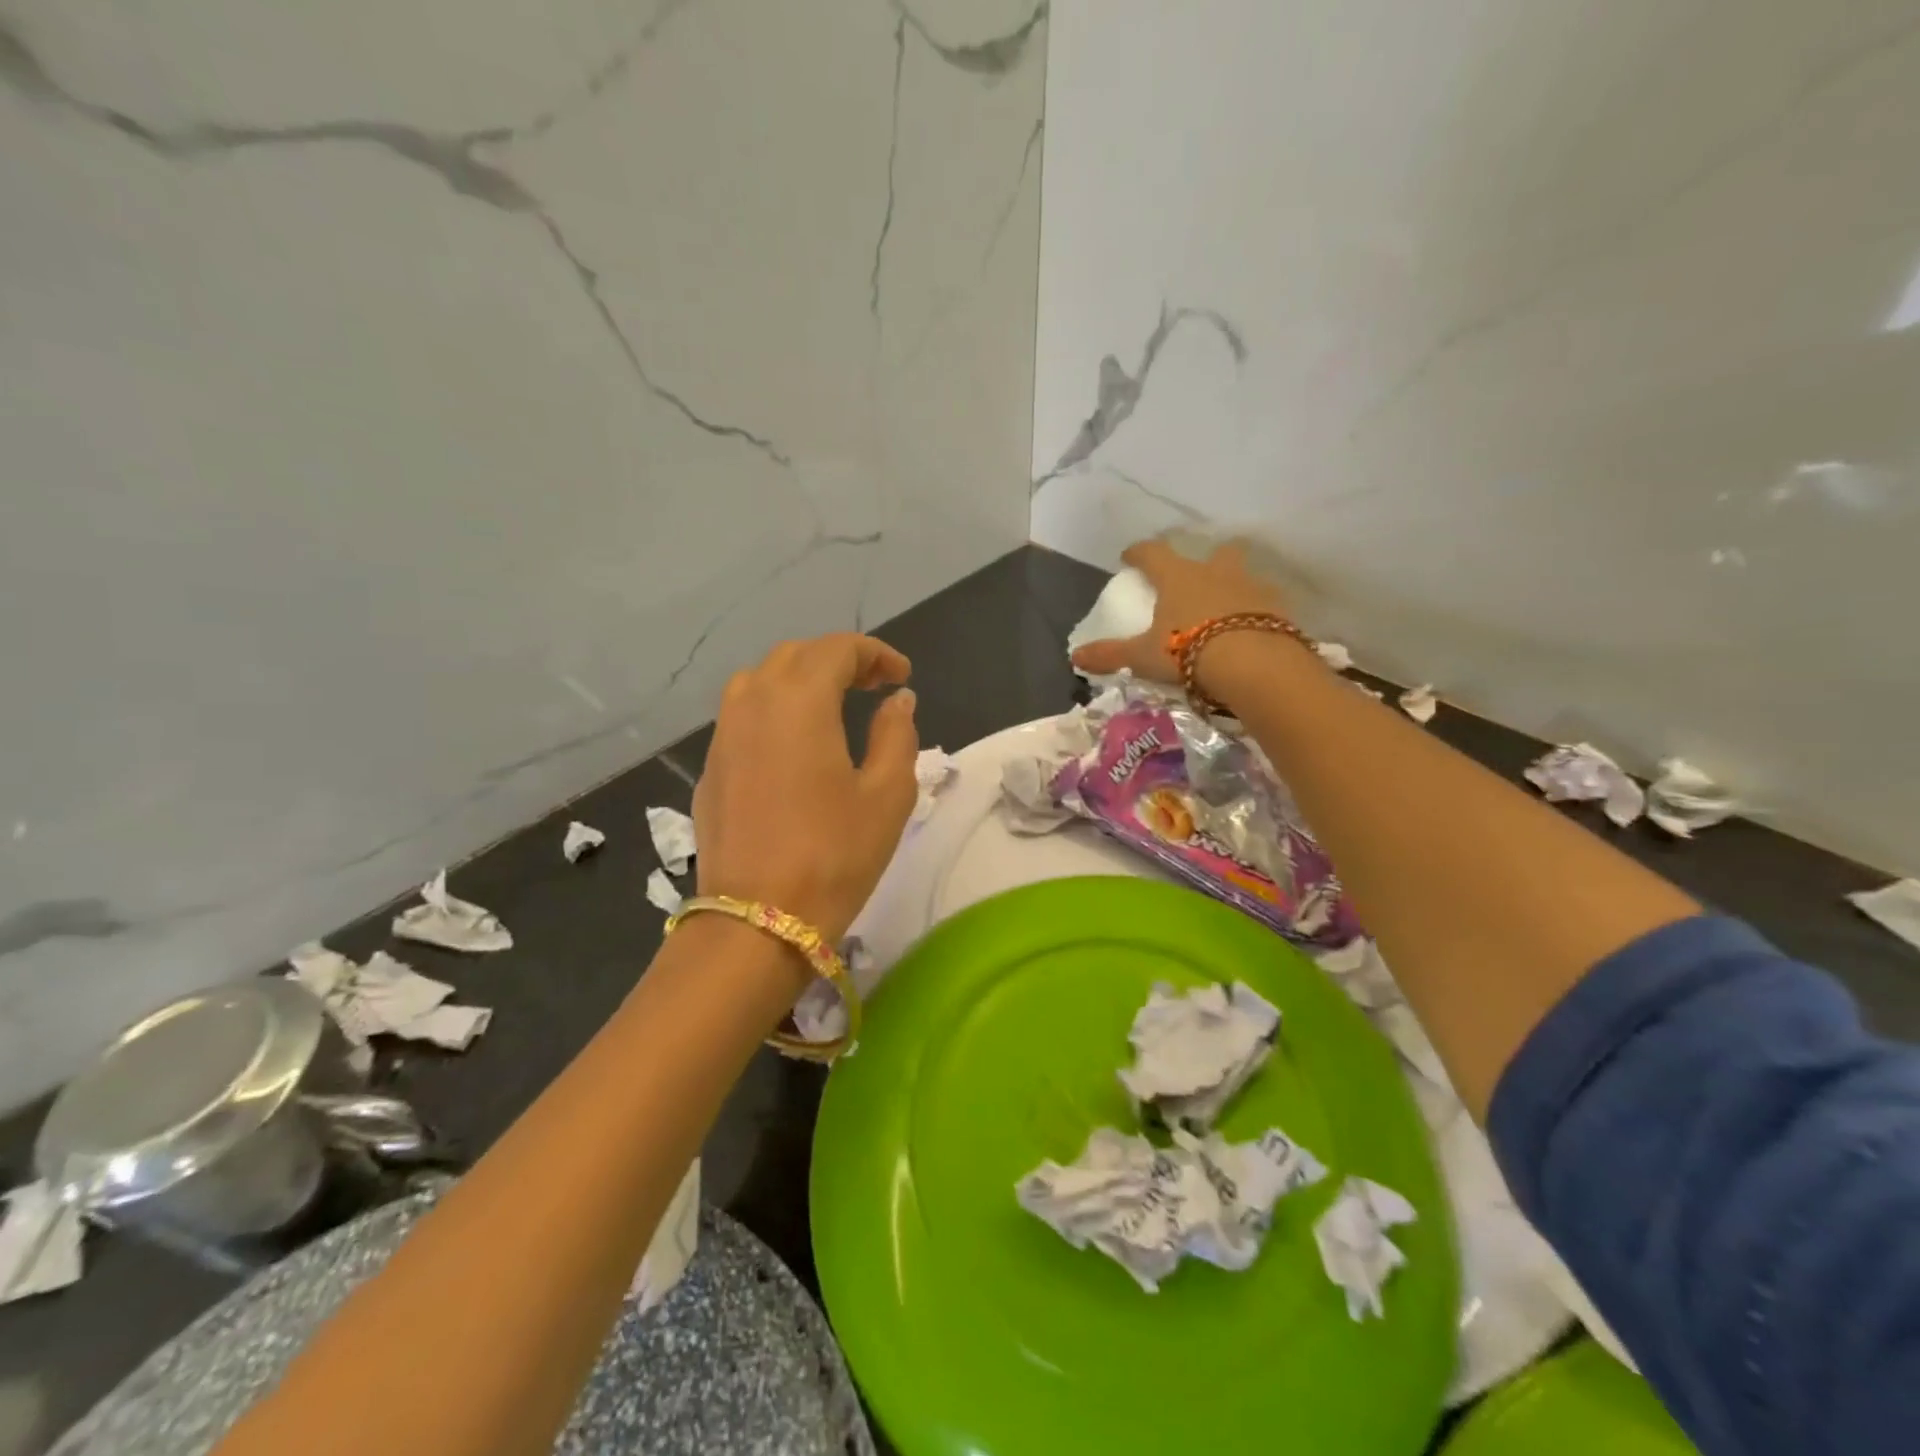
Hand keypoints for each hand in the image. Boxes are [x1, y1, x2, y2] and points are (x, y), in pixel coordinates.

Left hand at [692, 634, 918, 945]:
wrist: (756, 922)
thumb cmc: (834, 855)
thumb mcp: (887, 794)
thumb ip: (897, 735)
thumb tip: (897, 700)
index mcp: (799, 700)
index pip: (838, 649)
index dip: (876, 654)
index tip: (902, 676)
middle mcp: (753, 703)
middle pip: (796, 656)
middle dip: (838, 660)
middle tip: (874, 686)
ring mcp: (723, 735)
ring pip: (761, 680)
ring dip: (801, 679)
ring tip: (833, 706)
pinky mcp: (710, 768)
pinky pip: (742, 716)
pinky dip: (774, 709)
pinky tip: (794, 744)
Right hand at [1069, 539, 1287, 688]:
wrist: (1254, 663)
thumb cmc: (1188, 650)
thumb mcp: (1143, 656)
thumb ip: (1110, 655)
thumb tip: (1075, 656)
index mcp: (1179, 577)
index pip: (1153, 553)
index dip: (1139, 553)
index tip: (1130, 557)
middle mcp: (1216, 572)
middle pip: (1216, 551)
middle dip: (1209, 559)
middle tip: (1199, 577)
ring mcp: (1252, 586)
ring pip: (1245, 575)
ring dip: (1236, 586)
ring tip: (1228, 609)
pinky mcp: (1280, 608)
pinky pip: (1267, 604)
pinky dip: (1259, 613)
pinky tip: (1253, 631)